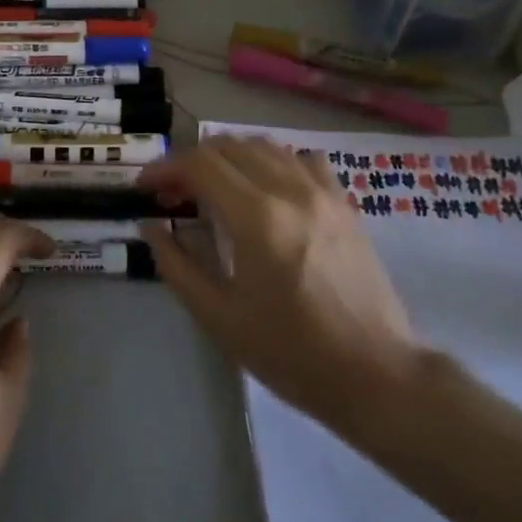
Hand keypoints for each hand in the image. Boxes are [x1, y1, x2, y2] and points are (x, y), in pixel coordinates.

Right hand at [139, 136, 421, 432]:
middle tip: (174, 193)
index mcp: (257, 218)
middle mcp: (290, 190)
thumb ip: (176, 264)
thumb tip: (150, 226)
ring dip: (229, 158)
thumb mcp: (219, 316)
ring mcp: (323, 193)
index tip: (146, 187)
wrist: (375, 374)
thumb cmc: (290, 352)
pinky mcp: (345, 204)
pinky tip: (265, 189)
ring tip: (213, 188)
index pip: (200, 164)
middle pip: (229, 147)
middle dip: (191, 162)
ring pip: (265, 146)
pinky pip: (303, 160)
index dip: (165, 168)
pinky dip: (273, 162)